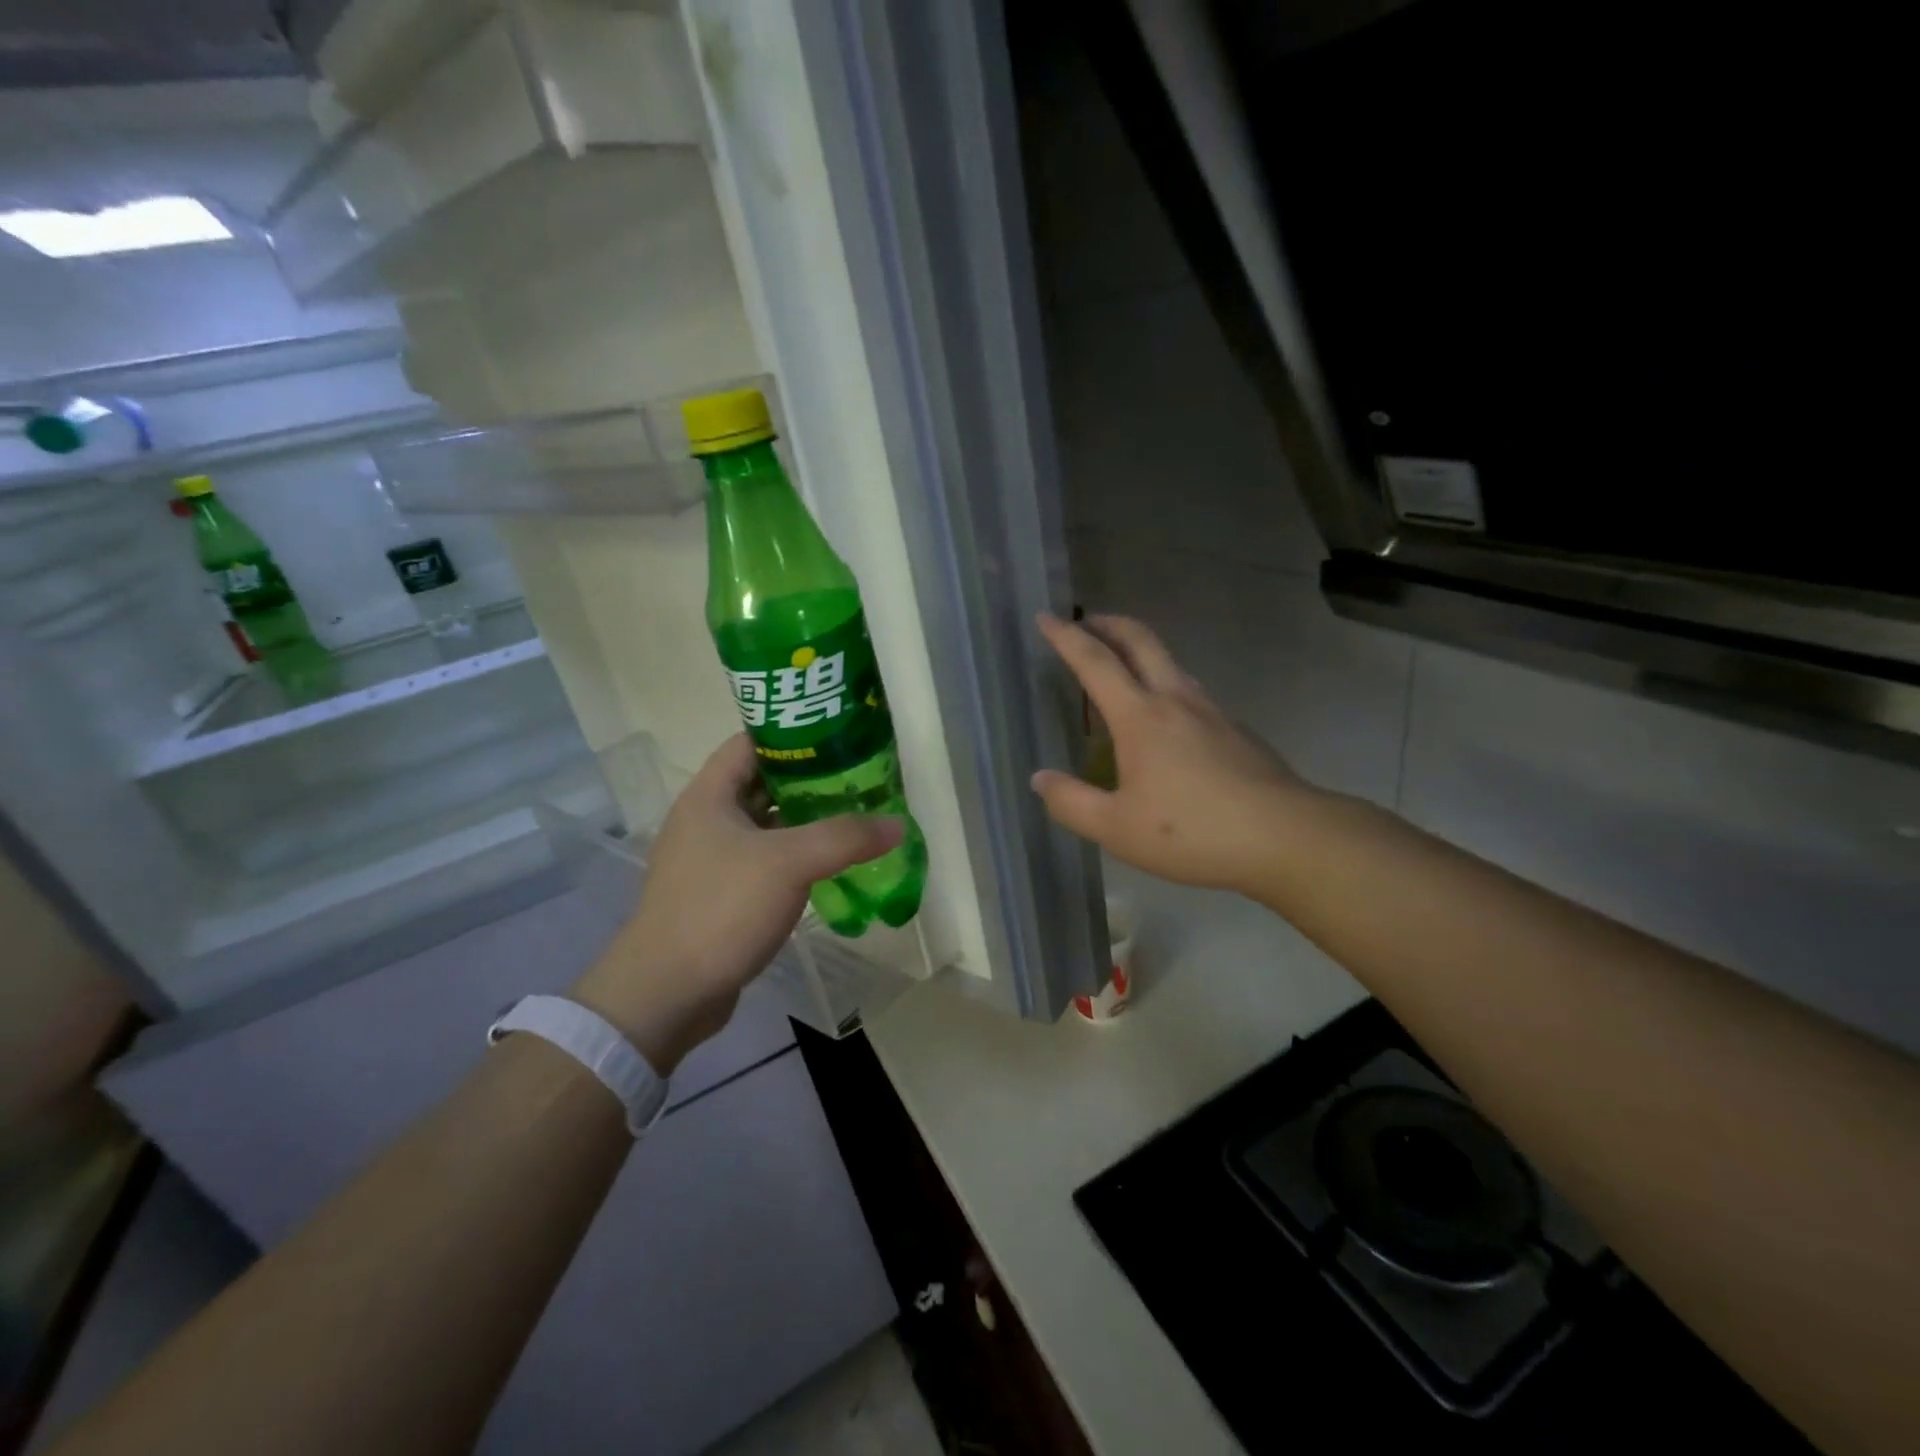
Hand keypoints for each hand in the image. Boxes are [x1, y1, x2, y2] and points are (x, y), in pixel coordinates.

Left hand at [571, 734, 903, 1073]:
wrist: (666, 994)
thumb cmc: (720, 909)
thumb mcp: (788, 863)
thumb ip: (845, 837)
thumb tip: (897, 824)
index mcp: (709, 796)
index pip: (752, 743)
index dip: (794, 736)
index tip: (840, 738)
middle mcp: (706, 820)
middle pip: (764, 784)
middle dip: (811, 780)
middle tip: (860, 780)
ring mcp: (711, 860)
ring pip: (767, 826)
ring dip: (806, 822)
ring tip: (855, 817)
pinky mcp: (721, 895)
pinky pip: (765, 862)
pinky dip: (796, 858)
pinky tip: (831, 866)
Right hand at [1032, 613, 1309, 894]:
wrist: (1285, 837)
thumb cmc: (1192, 832)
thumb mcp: (1117, 829)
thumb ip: (1071, 803)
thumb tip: (1040, 779)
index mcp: (1140, 717)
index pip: (1095, 662)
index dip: (1066, 637)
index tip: (1046, 618)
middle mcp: (1176, 700)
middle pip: (1140, 641)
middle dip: (1108, 624)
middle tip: (1085, 622)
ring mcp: (1211, 711)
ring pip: (1170, 662)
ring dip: (1139, 650)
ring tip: (1120, 667)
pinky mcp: (1235, 730)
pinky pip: (1190, 691)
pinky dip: (1164, 684)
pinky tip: (1164, 720)